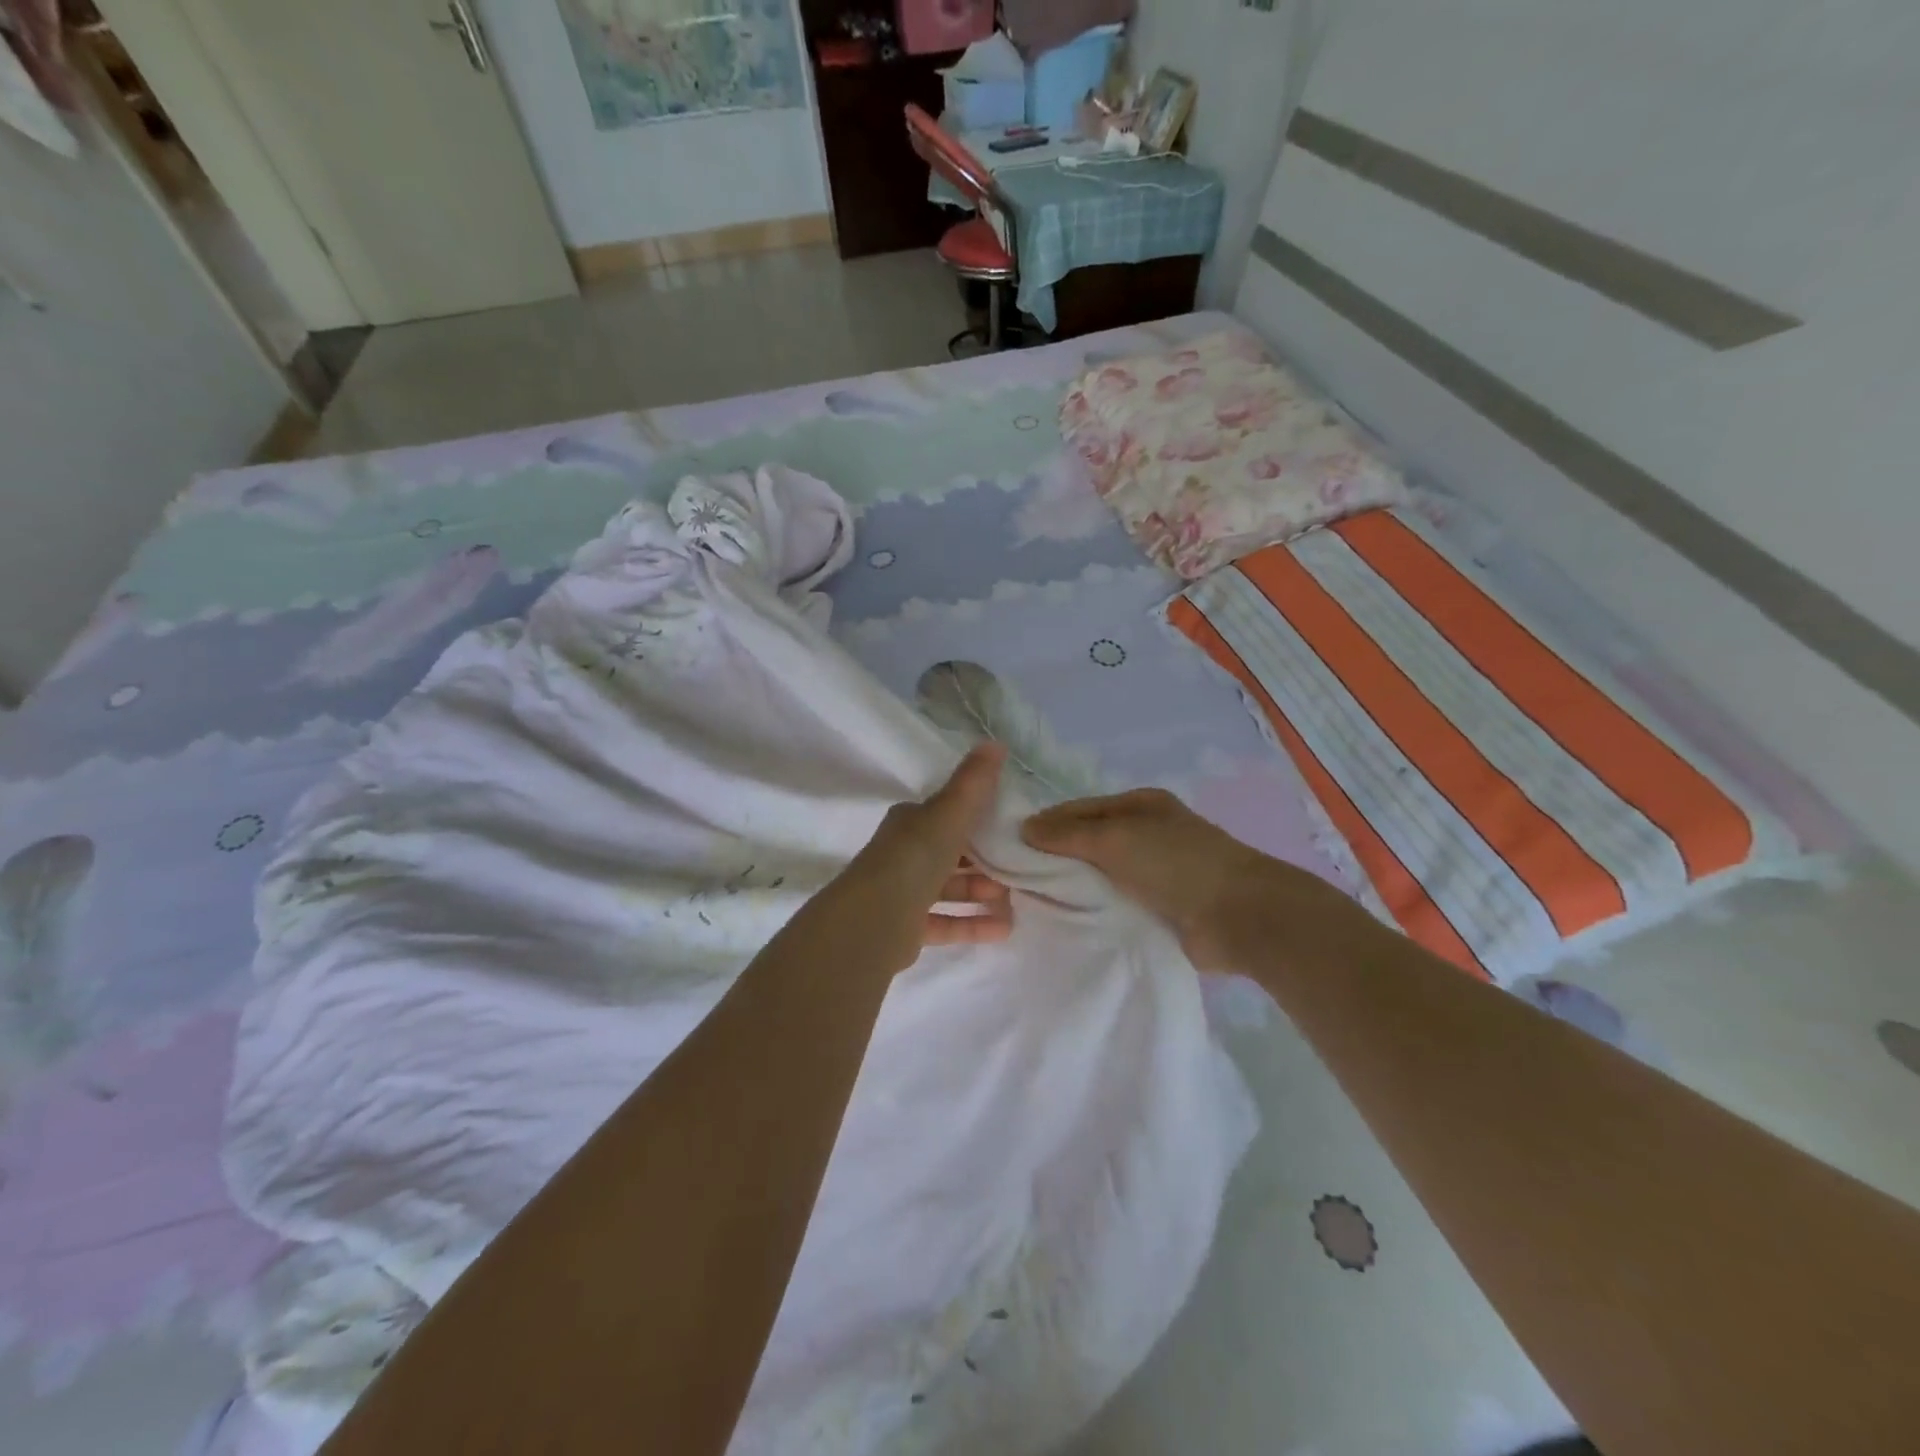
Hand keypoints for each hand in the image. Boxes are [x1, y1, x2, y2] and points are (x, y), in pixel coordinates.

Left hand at [832, 745, 1012, 971]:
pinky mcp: (906, 928)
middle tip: (1019, 868)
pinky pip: (946, 922)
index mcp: (910, 823)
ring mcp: (903, 893)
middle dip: (985, 861)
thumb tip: (995, 742)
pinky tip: (1004, 930)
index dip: (976, 820)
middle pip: (951, 855)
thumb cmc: (915, 857)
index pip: (946, 816)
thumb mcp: (949, 812)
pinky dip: (973, 924)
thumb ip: (974, 782)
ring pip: (949, 889)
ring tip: (1016, 902)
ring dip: (981, 894)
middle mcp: (904, 855)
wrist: (875, 918)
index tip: (1010, 828)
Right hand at [1022, 788, 1348, 970]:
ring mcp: (1153, 873)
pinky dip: (1093, 911)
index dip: (1045, 824)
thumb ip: (1069, 834)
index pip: (1079, 810)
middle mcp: (1145, 834)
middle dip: (1055, 859)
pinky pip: (1115, 905)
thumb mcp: (1117, 837)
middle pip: (1088, 843)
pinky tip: (1064, 923)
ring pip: (1100, 877)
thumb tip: (1024, 828)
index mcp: (1139, 805)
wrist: (1240, 916)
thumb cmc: (1177, 863)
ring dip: (1073, 888)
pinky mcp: (1158, 909)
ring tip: (1030, 904)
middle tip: (1013, 880)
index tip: (1008, 846)